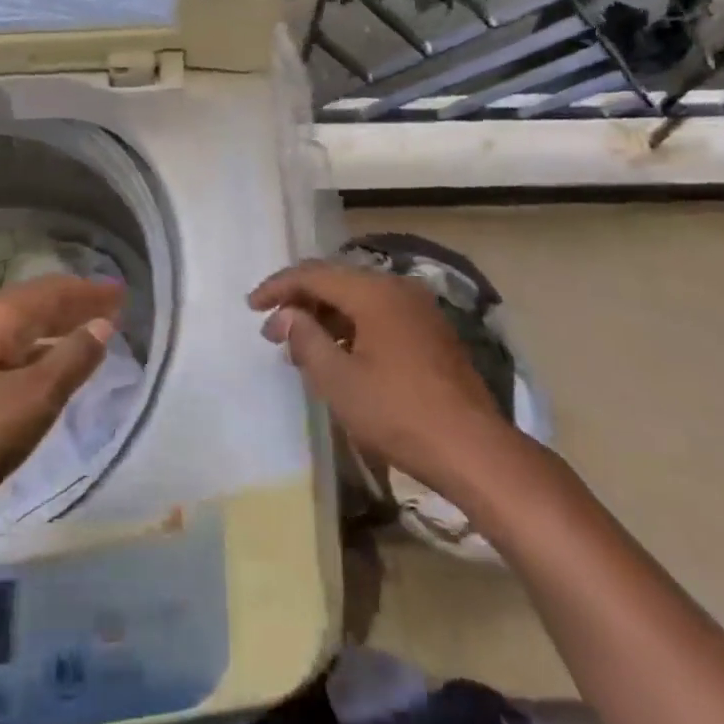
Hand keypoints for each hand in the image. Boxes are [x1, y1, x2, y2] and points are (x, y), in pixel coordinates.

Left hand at [0, 275, 121, 543]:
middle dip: (75, 303)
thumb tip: (103, 323)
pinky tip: (52, 367)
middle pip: (36, 304)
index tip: (122, 292)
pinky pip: (15, 351)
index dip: (89, 290)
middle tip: (112, 306)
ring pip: (24, 328)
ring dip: (59, 325)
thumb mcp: (34, 398)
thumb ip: (72, 358)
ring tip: (90, 331)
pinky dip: (42, 350)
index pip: (53, 291)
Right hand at [249, 261, 515, 501]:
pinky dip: (351, 327)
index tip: (251, 307)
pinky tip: (337, 355)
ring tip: (300, 348)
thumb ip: (306, 339)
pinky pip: (379, 315)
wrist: (472, 449)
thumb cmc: (398, 413)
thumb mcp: (339, 380)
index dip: (278, 287)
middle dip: (301, 302)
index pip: (314, 274)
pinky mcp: (431, 333)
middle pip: (338, 281)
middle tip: (273, 332)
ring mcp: (419, 310)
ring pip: (359, 299)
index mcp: (375, 293)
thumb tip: (287, 315)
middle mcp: (399, 289)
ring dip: (325, 317)